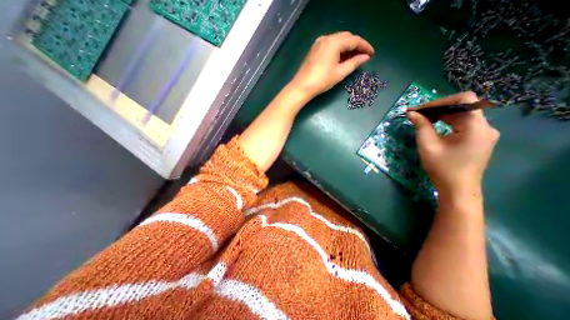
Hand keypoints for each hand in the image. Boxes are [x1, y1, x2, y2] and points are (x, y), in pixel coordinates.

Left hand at [290, 31, 374, 97]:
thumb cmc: (321, 81)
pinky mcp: (314, 49)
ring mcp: (319, 43)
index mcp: (334, 42)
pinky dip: (337, 50)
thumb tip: (365, 57)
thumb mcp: (340, 73)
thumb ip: (354, 63)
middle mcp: (326, 38)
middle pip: (346, 38)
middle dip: (356, 46)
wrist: (302, 87)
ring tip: (353, 60)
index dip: (365, 46)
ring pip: (338, 41)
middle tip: (362, 57)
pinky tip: (340, 59)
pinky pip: (330, 45)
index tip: (371, 54)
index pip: (354, 40)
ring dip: (346, 48)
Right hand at [407, 91, 499, 196]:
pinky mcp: (477, 139)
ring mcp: (483, 133)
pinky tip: (432, 126)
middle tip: (415, 114)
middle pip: (461, 107)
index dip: (439, 101)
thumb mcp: (427, 145)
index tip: (419, 109)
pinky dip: (445, 122)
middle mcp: (485, 126)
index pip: (463, 100)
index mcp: (477, 127)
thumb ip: (421, 126)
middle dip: (436, 108)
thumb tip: (411, 113)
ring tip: (420, 119)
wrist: (457, 188)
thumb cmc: (442, 168)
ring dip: (440, 115)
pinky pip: (461, 123)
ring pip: (460, 115)